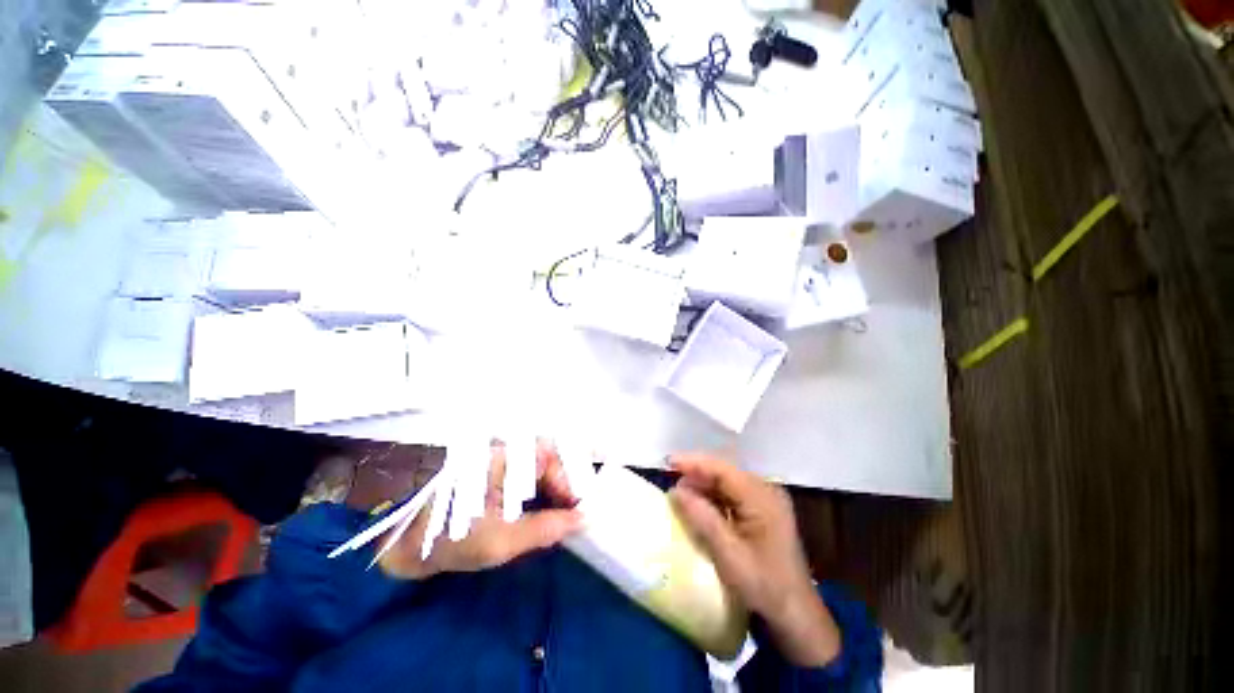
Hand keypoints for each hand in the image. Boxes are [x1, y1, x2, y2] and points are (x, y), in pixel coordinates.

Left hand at [378, 442, 581, 579]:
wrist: (402, 540)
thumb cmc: (450, 537)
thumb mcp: (500, 541)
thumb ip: (545, 528)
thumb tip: (584, 519)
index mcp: (507, 458)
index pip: (554, 459)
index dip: (570, 485)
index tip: (579, 513)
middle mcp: (507, 450)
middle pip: (550, 460)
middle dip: (564, 489)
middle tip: (571, 519)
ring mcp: (502, 458)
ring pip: (541, 468)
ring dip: (553, 492)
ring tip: (558, 520)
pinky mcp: (497, 470)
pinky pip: (528, 475)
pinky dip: (539, 493)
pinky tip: (540, 513)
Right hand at [668, 454, 841, 666]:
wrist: (796, 615)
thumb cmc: (763, 585)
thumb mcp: (728, 553)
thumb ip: (702, 517)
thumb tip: (674, 490)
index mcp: (762, 497)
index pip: (722, 469)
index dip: (694, 462)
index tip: (668, 461)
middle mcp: (765, 491)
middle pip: (725, 472)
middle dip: (696, 472)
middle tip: (670, 477)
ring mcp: (766, 500)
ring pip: (727, 482)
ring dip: (703, 484)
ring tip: (680, 491)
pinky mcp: (762, 511)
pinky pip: (732, 494)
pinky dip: (713, 496)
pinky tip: (698, 503)